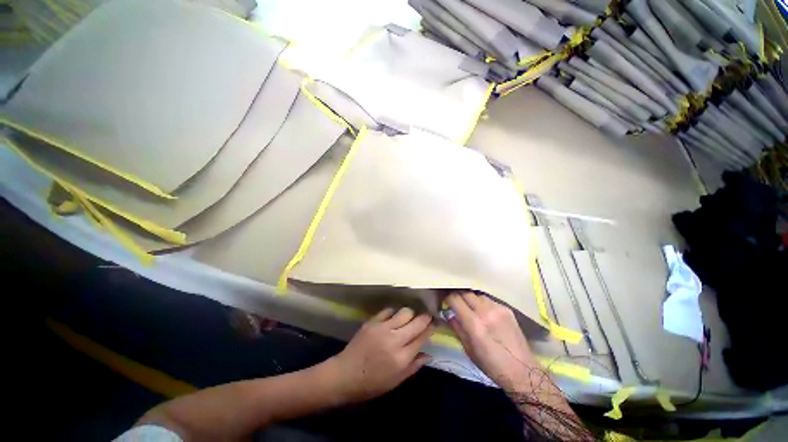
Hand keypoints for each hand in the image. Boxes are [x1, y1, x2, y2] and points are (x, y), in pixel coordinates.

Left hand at [325, 307, 432, 402]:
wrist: (344, 375)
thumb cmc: (372, 383)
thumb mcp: (396, 381)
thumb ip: (414, 366)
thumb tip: (429, 354)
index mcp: (401, 358)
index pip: (422, 337)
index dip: (430, 329)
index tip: (434, 324)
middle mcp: (394, 340)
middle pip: (416, 322)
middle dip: (425, 317)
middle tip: (427, 316)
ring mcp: (382, 329)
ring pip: (404, 312)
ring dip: (410, 313)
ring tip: (410, 316)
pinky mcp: (372, 322)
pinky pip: (389, 310)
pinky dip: (394, 312)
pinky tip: (394, 317)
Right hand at [446, 292, 535, 391]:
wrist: (522, 371)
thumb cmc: (491, 365)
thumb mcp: (468, 349)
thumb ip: (457, 328)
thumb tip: (448, 313)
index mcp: (474, 323)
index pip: (455, 298)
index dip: (446, 296)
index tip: (443, 298)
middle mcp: (485, 311)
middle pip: (465, 292)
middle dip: (457, 294)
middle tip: (453, 300)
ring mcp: (497, 308)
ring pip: (477, 294)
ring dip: (470, 298)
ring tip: (469, 306)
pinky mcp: (507, 309)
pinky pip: (489, 299)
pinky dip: (482, 302)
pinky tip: (483, 311)